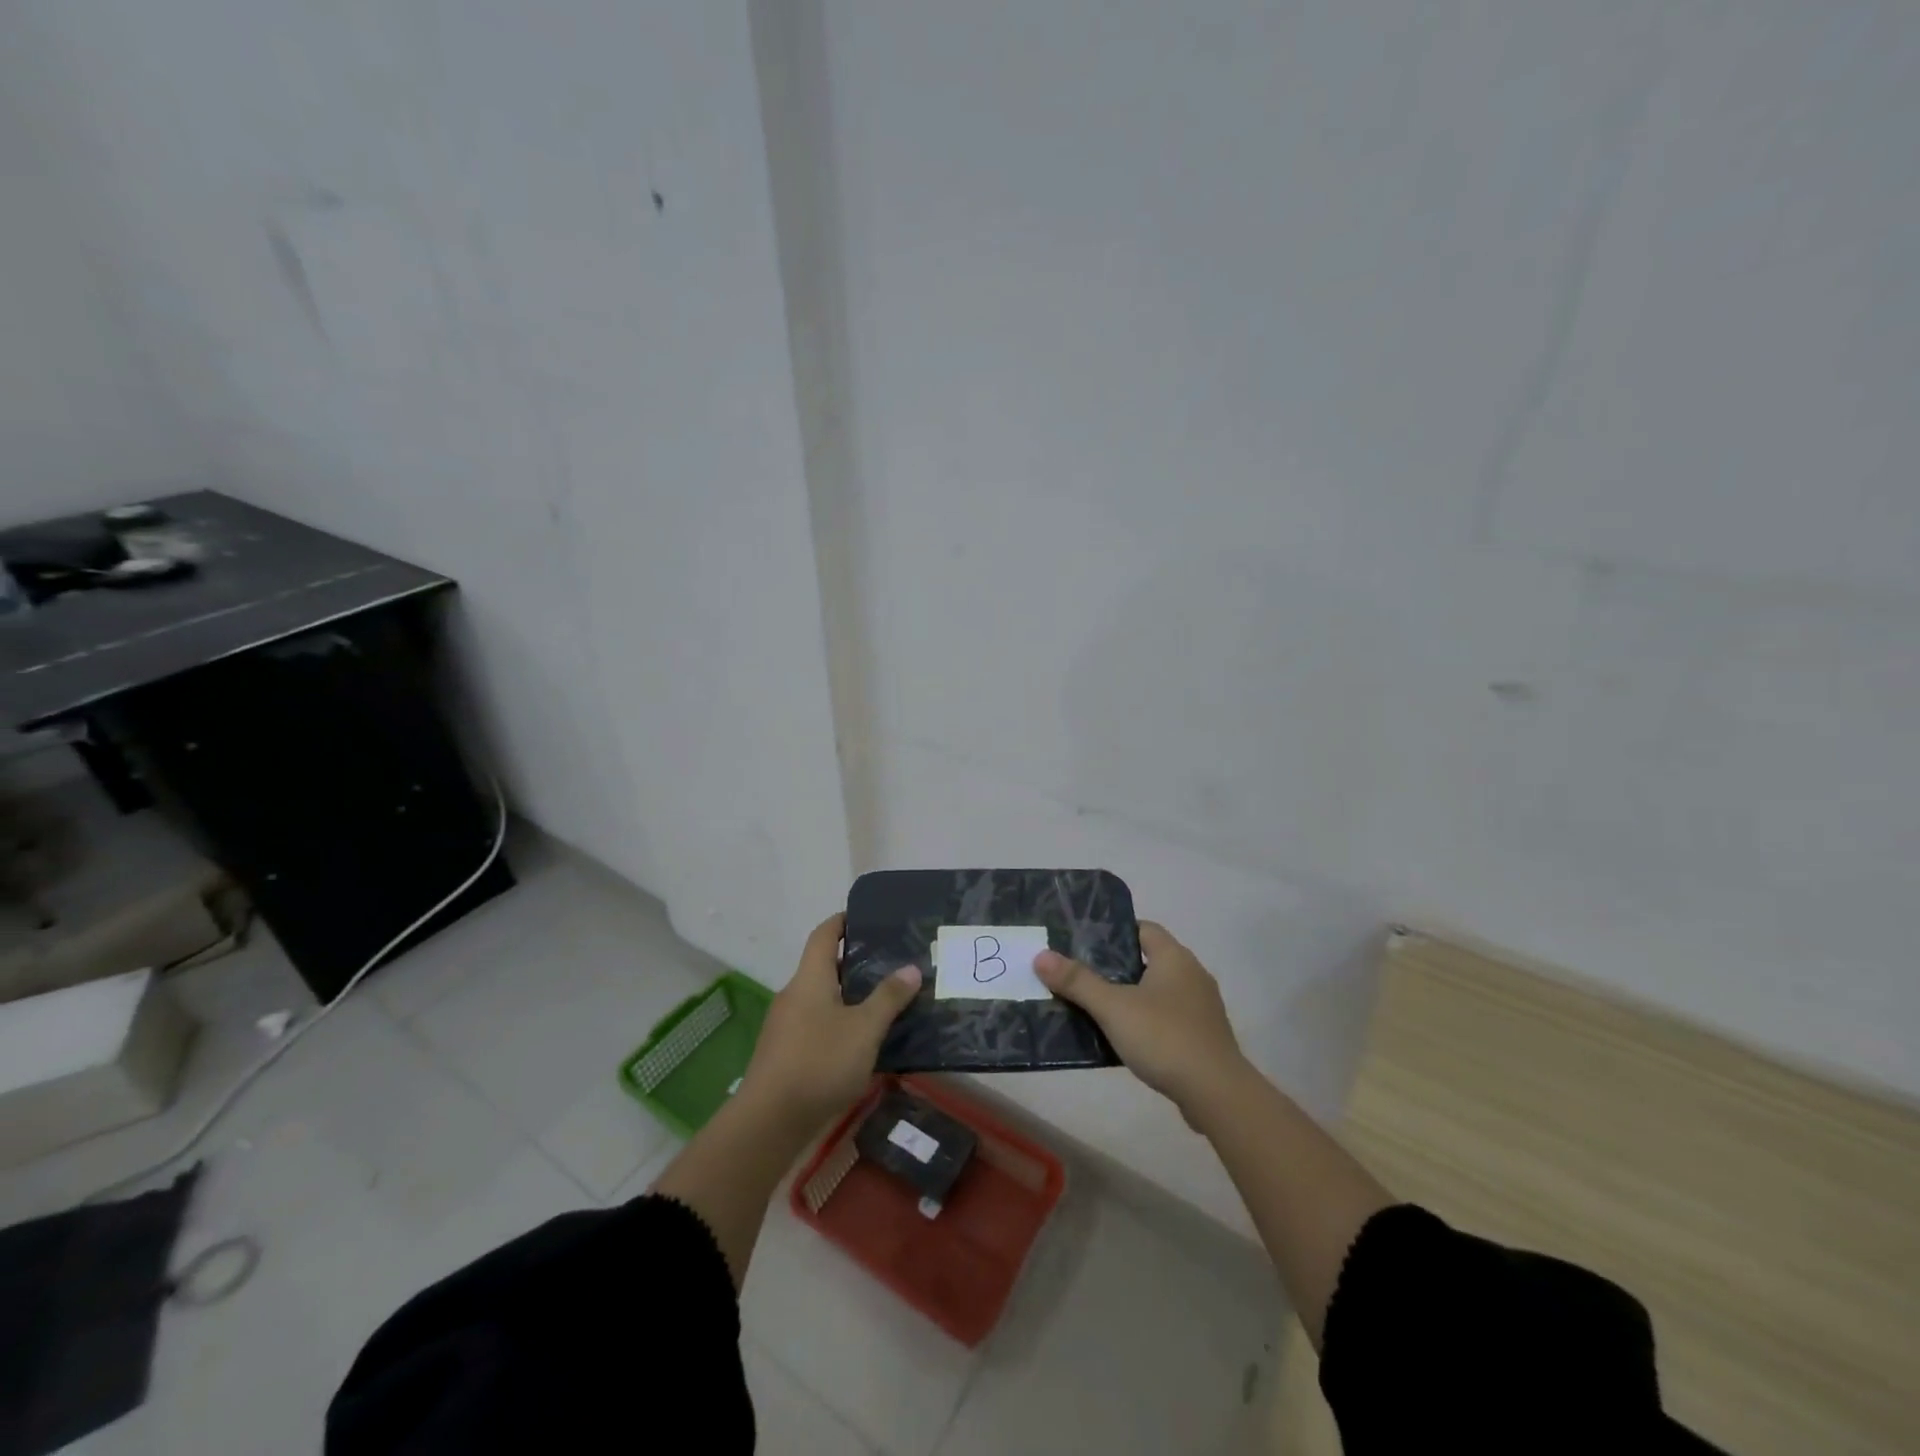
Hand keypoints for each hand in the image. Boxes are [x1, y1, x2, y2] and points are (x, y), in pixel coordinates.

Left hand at [742, 913, 920, 1131]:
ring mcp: (787, 1026)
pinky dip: (841, 1023)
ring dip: (851, 996)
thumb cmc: (819, 1062)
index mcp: (810, 978)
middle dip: (856, 963)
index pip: (824, 934)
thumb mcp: (864, 1029)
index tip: (868, 917)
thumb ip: (888, 997)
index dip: (843, 921)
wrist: (769, 1122)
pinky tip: (864, 1040)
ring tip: (886, 1001)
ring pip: (823, 998)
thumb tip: (911, 968)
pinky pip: (818, 1024)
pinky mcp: (786, 1053)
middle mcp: (794, 994)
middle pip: (824, 966)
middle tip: (892, 963)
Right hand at [1035, 921, 1245, 1118]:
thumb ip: (1077, 981)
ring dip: (1132, 997)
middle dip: (1116, 967)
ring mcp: (1202, 1008)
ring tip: (1096, 1008)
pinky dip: (1147, 1022)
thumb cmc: (1164, 1037)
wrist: (1217, 1094)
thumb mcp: (1113, 1007)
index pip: (1143, 929)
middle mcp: (1192, 975)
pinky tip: (1125, 1039)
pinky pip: (1168, 1018)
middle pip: (1148, 960)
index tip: (1084, 943)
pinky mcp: (1204, 1037)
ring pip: (1158, 991)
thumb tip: (1041, 956)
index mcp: (1174, 957)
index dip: (1114, 932)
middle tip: (1081, 975)